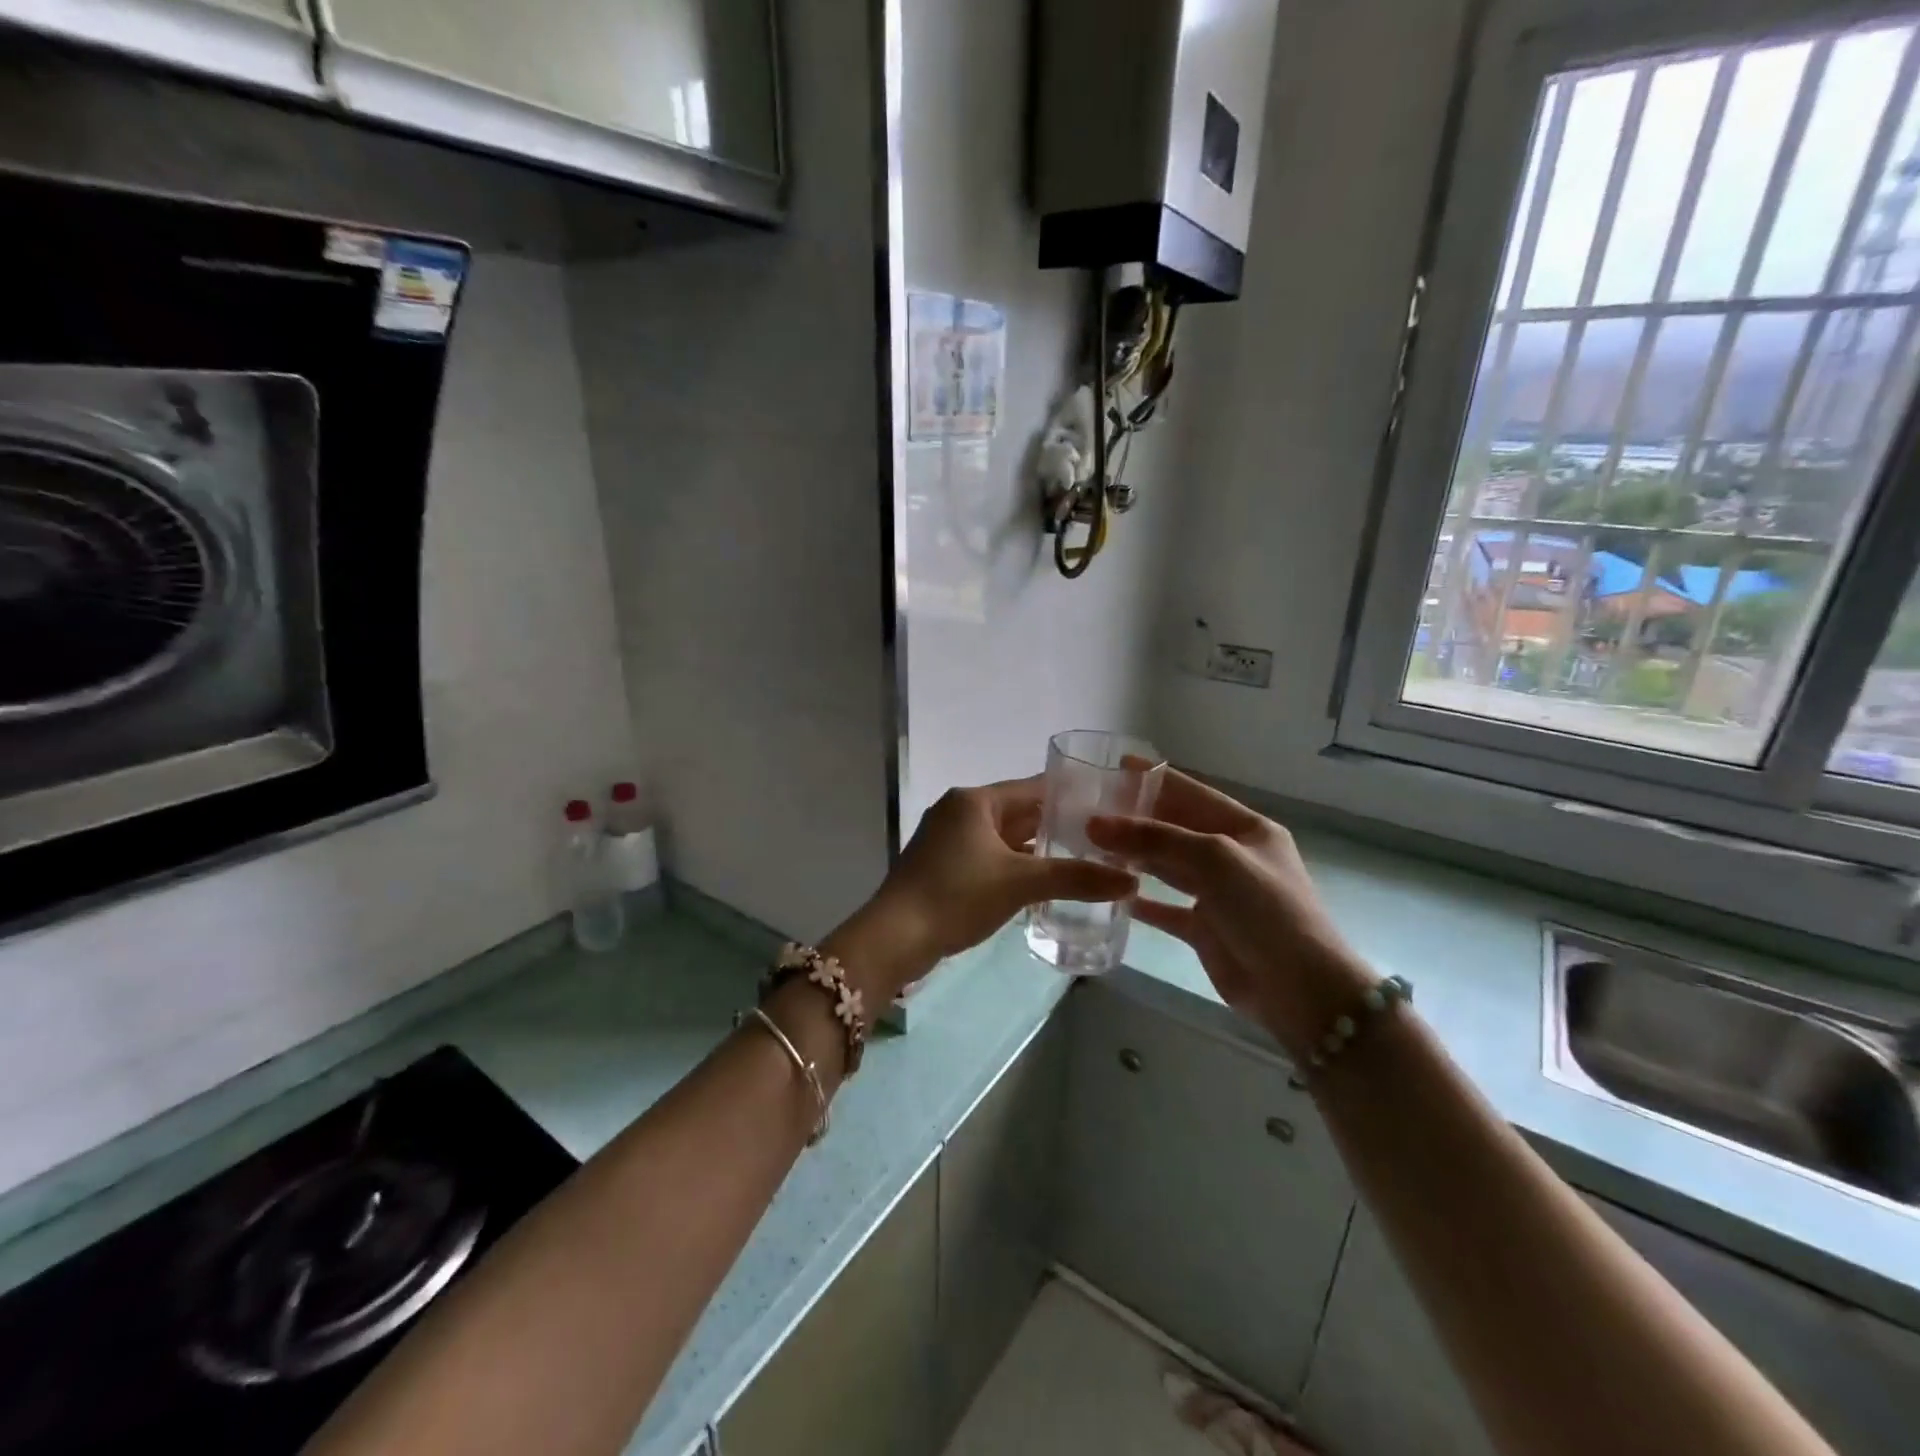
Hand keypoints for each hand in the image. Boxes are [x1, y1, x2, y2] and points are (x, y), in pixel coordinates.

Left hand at [825, 778, 1135, 1001]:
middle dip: (1057, 826)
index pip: (1033, 788)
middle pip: (1019, 812)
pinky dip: (1014, 866)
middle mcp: (959, 811)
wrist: (894, 937)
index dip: (1071, 797)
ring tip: (1081, 861)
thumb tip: (1131, 881)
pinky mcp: (942, 866)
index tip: (1108, 808)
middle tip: (1102, 839)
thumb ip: (1076, 878)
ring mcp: (947, 839)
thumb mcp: (1021, 883)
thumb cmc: (957, 896)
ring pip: (1003, 837)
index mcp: (975, 801)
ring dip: (1036, 849)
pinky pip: (989, 857)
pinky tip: (1041, 883)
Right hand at [1086, 771, 1373, 1060]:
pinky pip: (1165, 907)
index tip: (1114, 766)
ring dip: (1133, 855)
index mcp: (1246, 829)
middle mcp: (1232, 856)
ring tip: (1090, 843)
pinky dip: (1140, 899)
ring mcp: (1219, 894)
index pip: (1192, 792)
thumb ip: (1155, 838)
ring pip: (1167, 866)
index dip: (1155, 778)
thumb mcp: (1214, 859)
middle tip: (1089, 808)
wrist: (1302, 991)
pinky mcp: (1206, 929)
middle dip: (1136, 817)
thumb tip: (1095, 823)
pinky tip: (1109, 891)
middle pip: (1176, 828)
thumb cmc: (1265, 909)